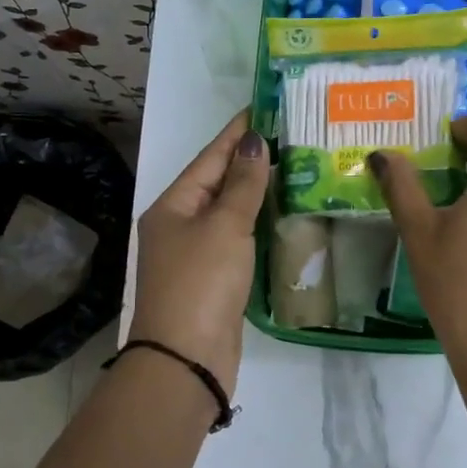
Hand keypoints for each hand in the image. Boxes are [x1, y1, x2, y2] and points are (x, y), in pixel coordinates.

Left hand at [128, 111, 269, 393]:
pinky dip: (258, 223)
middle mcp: (180, 225)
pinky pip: (238, 238)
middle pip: (218, 182)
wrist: (186, 360)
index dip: (237, 132)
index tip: (264, 107)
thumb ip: (243, 184)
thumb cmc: (202, 282)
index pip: (210, 157)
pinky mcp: (214, 279)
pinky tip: (283, 214)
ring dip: (257, 191)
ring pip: (230, 212)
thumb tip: (254, 142)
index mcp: (173, 205)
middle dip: (250, 160)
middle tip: (289, 135)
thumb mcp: (224, 226)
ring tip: (293, 167)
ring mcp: (196, 253)